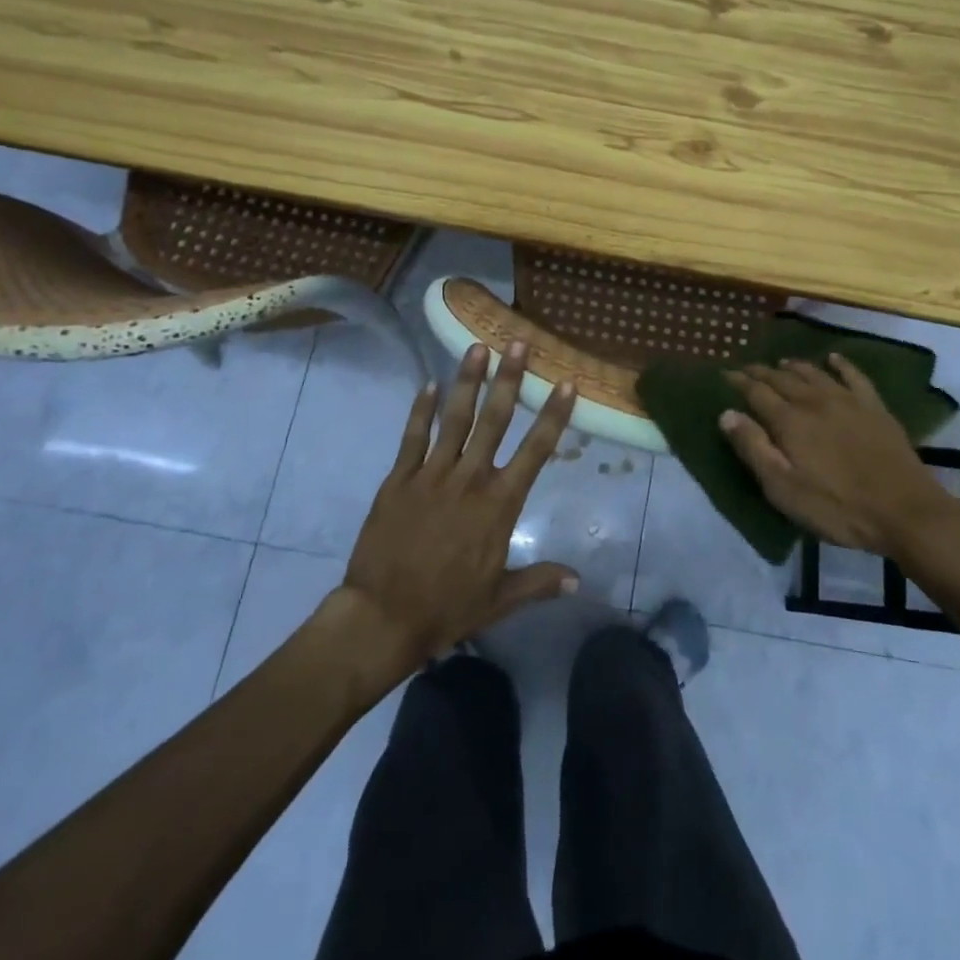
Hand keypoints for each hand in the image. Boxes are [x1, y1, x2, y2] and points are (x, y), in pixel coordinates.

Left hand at [337, 341, 579, 667]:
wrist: (382, 616)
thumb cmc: (446, 607)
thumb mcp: (500, 599)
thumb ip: (539, 581)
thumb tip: (578, 579)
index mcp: (499, 504)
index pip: (535, 451)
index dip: (553, 415)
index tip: (566, 383)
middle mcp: (469, 479)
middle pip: (494, 420)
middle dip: (508, 379)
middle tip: (517, 343)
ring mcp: (431, 475)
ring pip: (454, 419)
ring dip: (467, 381)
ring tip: (476, 347)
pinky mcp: (399, 479)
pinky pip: (413, 437)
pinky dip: (421, 410)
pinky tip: (429, 384)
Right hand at [720, 354, 959, 560]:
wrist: (904, 511)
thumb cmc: (837, 507)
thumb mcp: (784, 489)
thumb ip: (754, 449)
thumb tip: (727, 414)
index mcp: (789, 421)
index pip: (756, 393)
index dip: (739, 383)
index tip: (725, 375)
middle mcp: (815, 401)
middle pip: (782, 379)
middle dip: (762, 372)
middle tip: (748, 368)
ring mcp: (847, 401)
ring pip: (814, 374)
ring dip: (794, 366)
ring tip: (781, 363)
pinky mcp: (874, 407)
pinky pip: (854, 376)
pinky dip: (841, 364)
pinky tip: (834, 359)